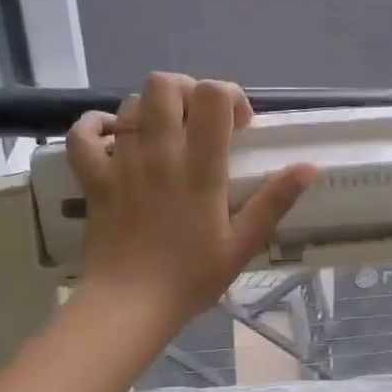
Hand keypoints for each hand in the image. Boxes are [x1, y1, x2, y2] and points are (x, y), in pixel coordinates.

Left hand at [68, 74, 316, 334]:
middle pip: (164, 85)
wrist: (130, 306)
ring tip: (165, 136)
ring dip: (150, 111)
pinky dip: (95, 126)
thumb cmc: (191, 278)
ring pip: (129, 105)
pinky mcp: (94, 179)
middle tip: (199, 121)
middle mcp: (159, 154)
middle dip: (186, 91)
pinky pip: (83, 135)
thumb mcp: (242, 243)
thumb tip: (309, 167)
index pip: (211, 96)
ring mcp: (122, 163)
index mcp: (200, 168)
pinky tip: (112, 137)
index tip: (238, 125)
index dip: (228, 96)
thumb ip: (274, 201)